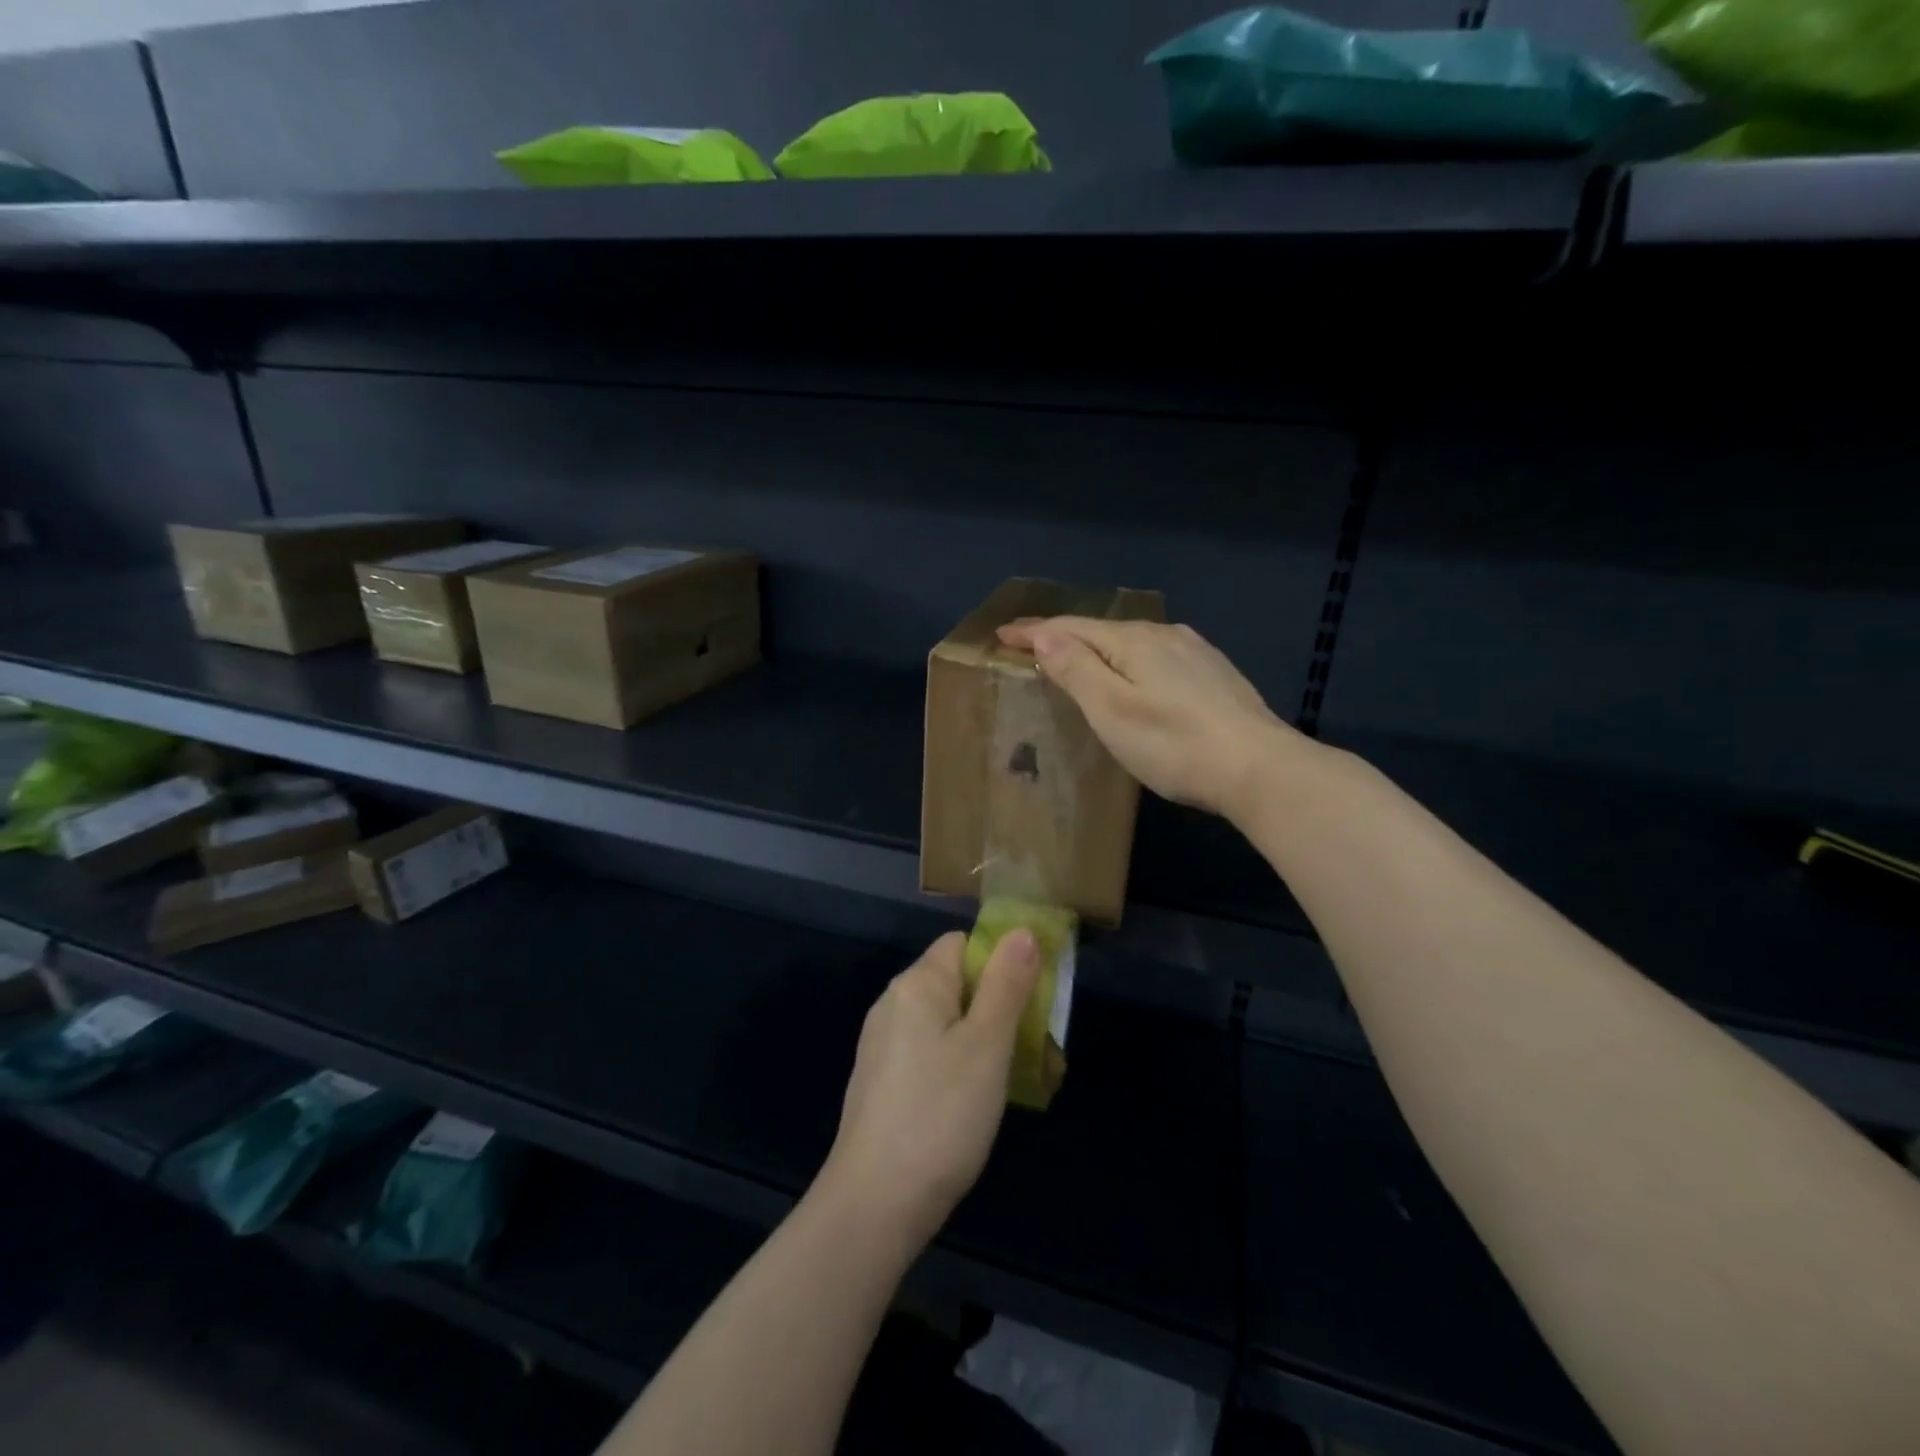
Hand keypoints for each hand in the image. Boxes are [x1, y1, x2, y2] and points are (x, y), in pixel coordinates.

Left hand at [816, 930, 1039, 1254]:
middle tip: (1043, 1050)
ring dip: (990, 1044)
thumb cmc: (940, 1114)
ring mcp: (884, 1045)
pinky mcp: (884, 1082)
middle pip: (959, 985)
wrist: (874, 1204)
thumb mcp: (987, 1045)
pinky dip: (963, 1068)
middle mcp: (894, 1004)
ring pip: (949, 1025)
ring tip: (1028, 1081)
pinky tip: (983, 1105)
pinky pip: (932, 1056)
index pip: (963, 944)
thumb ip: (1006, 984)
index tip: (1035, 997)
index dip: (1002, 960)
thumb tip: (1021, 931)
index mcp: (916, 984)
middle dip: (1004, 1010)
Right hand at [997, 617, 1302, 818]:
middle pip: (1101, 630)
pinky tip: (1133, 676)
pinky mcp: (1213, 673)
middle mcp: (1164, 634)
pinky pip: (1155, 656)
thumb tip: (1046, 636)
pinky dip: (1128, 661)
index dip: (1033, 632)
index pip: (1070, 628)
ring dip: (1097, 649)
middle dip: (1063, 637)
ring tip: (1075, 660)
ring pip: (1132, 643)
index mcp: (1134, 641)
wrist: (1259, 767)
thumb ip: (1076, 669)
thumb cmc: (1173, 743)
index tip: (1001, 635)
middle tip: (1031, 648)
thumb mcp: (1112, 710)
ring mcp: (1194, 652)